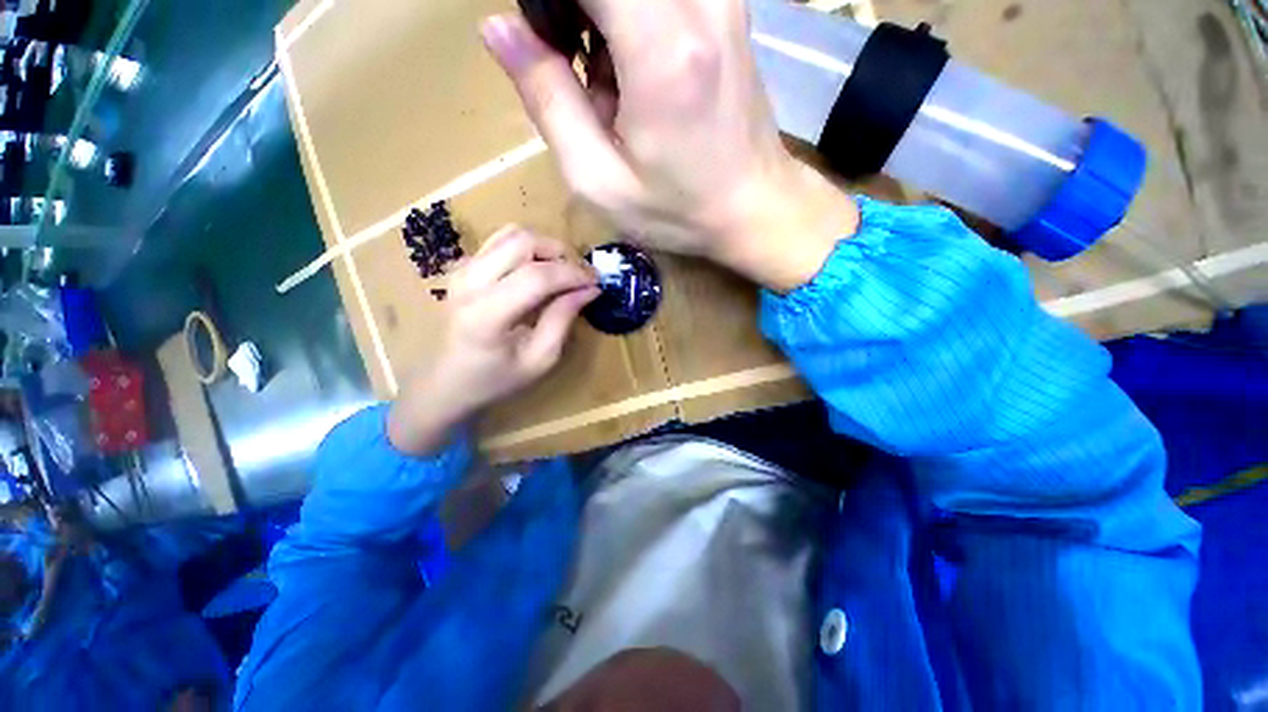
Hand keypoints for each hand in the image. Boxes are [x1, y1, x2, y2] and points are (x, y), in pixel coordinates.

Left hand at [387, 227, 598, 455]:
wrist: (447, 381)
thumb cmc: (497, 378)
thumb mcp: (540, 359)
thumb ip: (563, 319)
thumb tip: (589, 289)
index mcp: (487, 314)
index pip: (537, 276)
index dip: (573, 274)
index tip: (595, 283)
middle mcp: (470, 282)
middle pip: (524, 242)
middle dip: (561, 252)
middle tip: (580, 274)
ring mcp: (462, 269)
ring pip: (512, 234)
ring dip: (545, 247)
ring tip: (562, 270)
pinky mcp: (463, 266)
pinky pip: (500, 241)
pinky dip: (527, 248)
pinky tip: (538, 270)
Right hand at [481, 0, 858, 291]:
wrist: (753, 208)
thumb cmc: (678, 211)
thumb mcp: (600, 180)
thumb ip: (547, 101)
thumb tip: (500, 29)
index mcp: (660, 47)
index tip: (544, 42)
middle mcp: (697, 2)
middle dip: (571, 11)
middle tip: (570, 65)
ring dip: (600, 19)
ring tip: (606, 83)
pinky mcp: (726, 8)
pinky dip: (628, 20)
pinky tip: (634, 73)